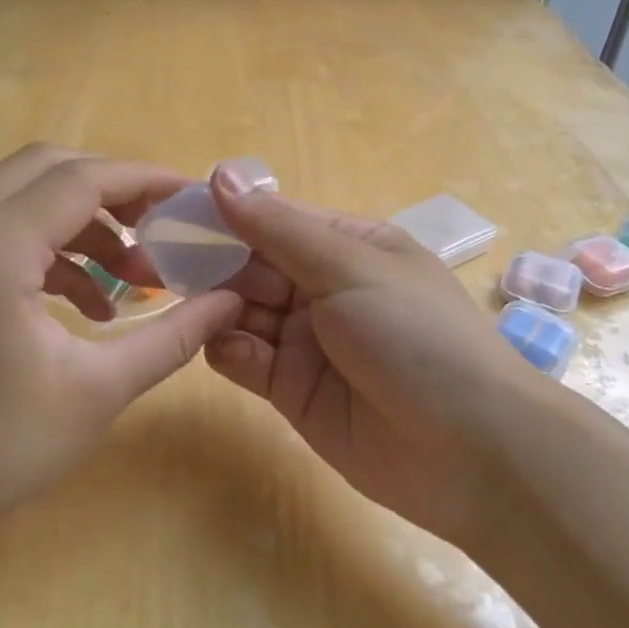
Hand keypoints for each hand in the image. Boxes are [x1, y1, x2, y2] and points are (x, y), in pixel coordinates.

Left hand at [0, 145, 243, 539]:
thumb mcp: (98, 390)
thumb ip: (172, 335)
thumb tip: (232, 299)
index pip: (80, 180)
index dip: (144, 180)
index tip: (191, 197)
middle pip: (48, 167)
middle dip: (114, 191)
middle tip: (162, 228)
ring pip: (22, 191)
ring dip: (83, 221)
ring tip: (132, 276)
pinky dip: (49, 243)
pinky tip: (86, 299)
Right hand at [205, 166, 531, 547]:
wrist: (471, 452)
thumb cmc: (416, 336)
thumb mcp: (350, 268)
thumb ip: (277, 229)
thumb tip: (220, 175)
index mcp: (348, 247)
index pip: (273, 220)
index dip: (225, 216)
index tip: (171, 212)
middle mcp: (323, 289)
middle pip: (251, 266)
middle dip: (211, 264)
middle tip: (157, 263)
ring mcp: (306, 342)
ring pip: (241, 312)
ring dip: (216, 307)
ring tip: (192, 307)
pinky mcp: (291, 390)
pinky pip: (245, 360)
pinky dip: (229, 351)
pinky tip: (228, 348)